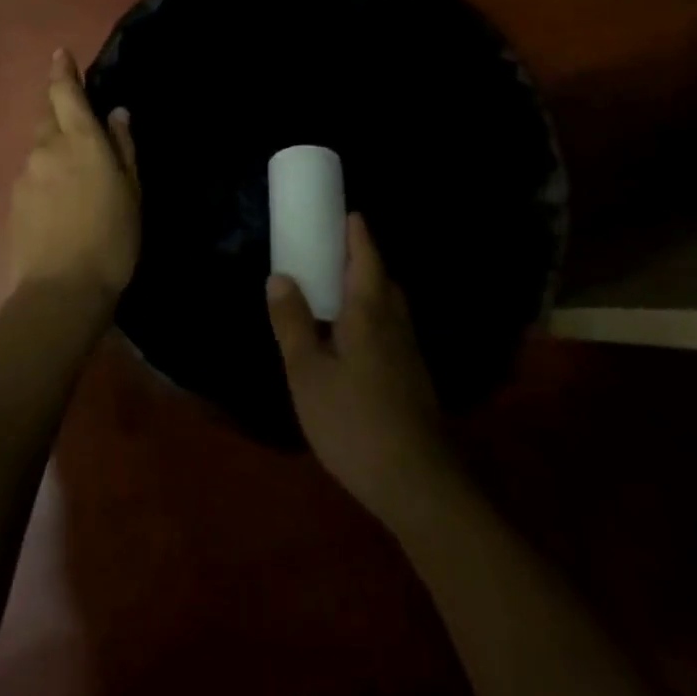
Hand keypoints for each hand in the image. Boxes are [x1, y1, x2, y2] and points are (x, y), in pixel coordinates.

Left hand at [8, 49, 140, 307]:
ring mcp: (25, 174)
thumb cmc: (112, 239)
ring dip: (54, 148)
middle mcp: (47, 149)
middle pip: (47, 116)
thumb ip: (123, 148)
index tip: (59, 54)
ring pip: (39, 147)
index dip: (62, 71)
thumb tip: (116, 113)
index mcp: (81, 141)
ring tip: (74, 175)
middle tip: (76, 119)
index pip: (65, 93)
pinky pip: (32, 174)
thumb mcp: (132, 192)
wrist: (62, 291)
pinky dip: (45, 175)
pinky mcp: (14, 200)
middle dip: (58, 108)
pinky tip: (59, 202)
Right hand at [267, 215, 460, 525]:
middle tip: (332, 250)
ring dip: (367, 287)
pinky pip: (390, 328)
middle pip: (381, 278)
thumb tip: (279, 276)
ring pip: (389, 305)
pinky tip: (354, 340)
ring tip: (337, 291)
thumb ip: (292, 323)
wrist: (417, 483)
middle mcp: (395, 322)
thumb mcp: (307, 373)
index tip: (344, 213)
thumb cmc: (354, 421)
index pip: (366, 256)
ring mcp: (409, 351)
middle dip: (361, 258)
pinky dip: (372, 315)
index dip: (356, 232)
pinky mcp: (413, 377)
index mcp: (369, 311)